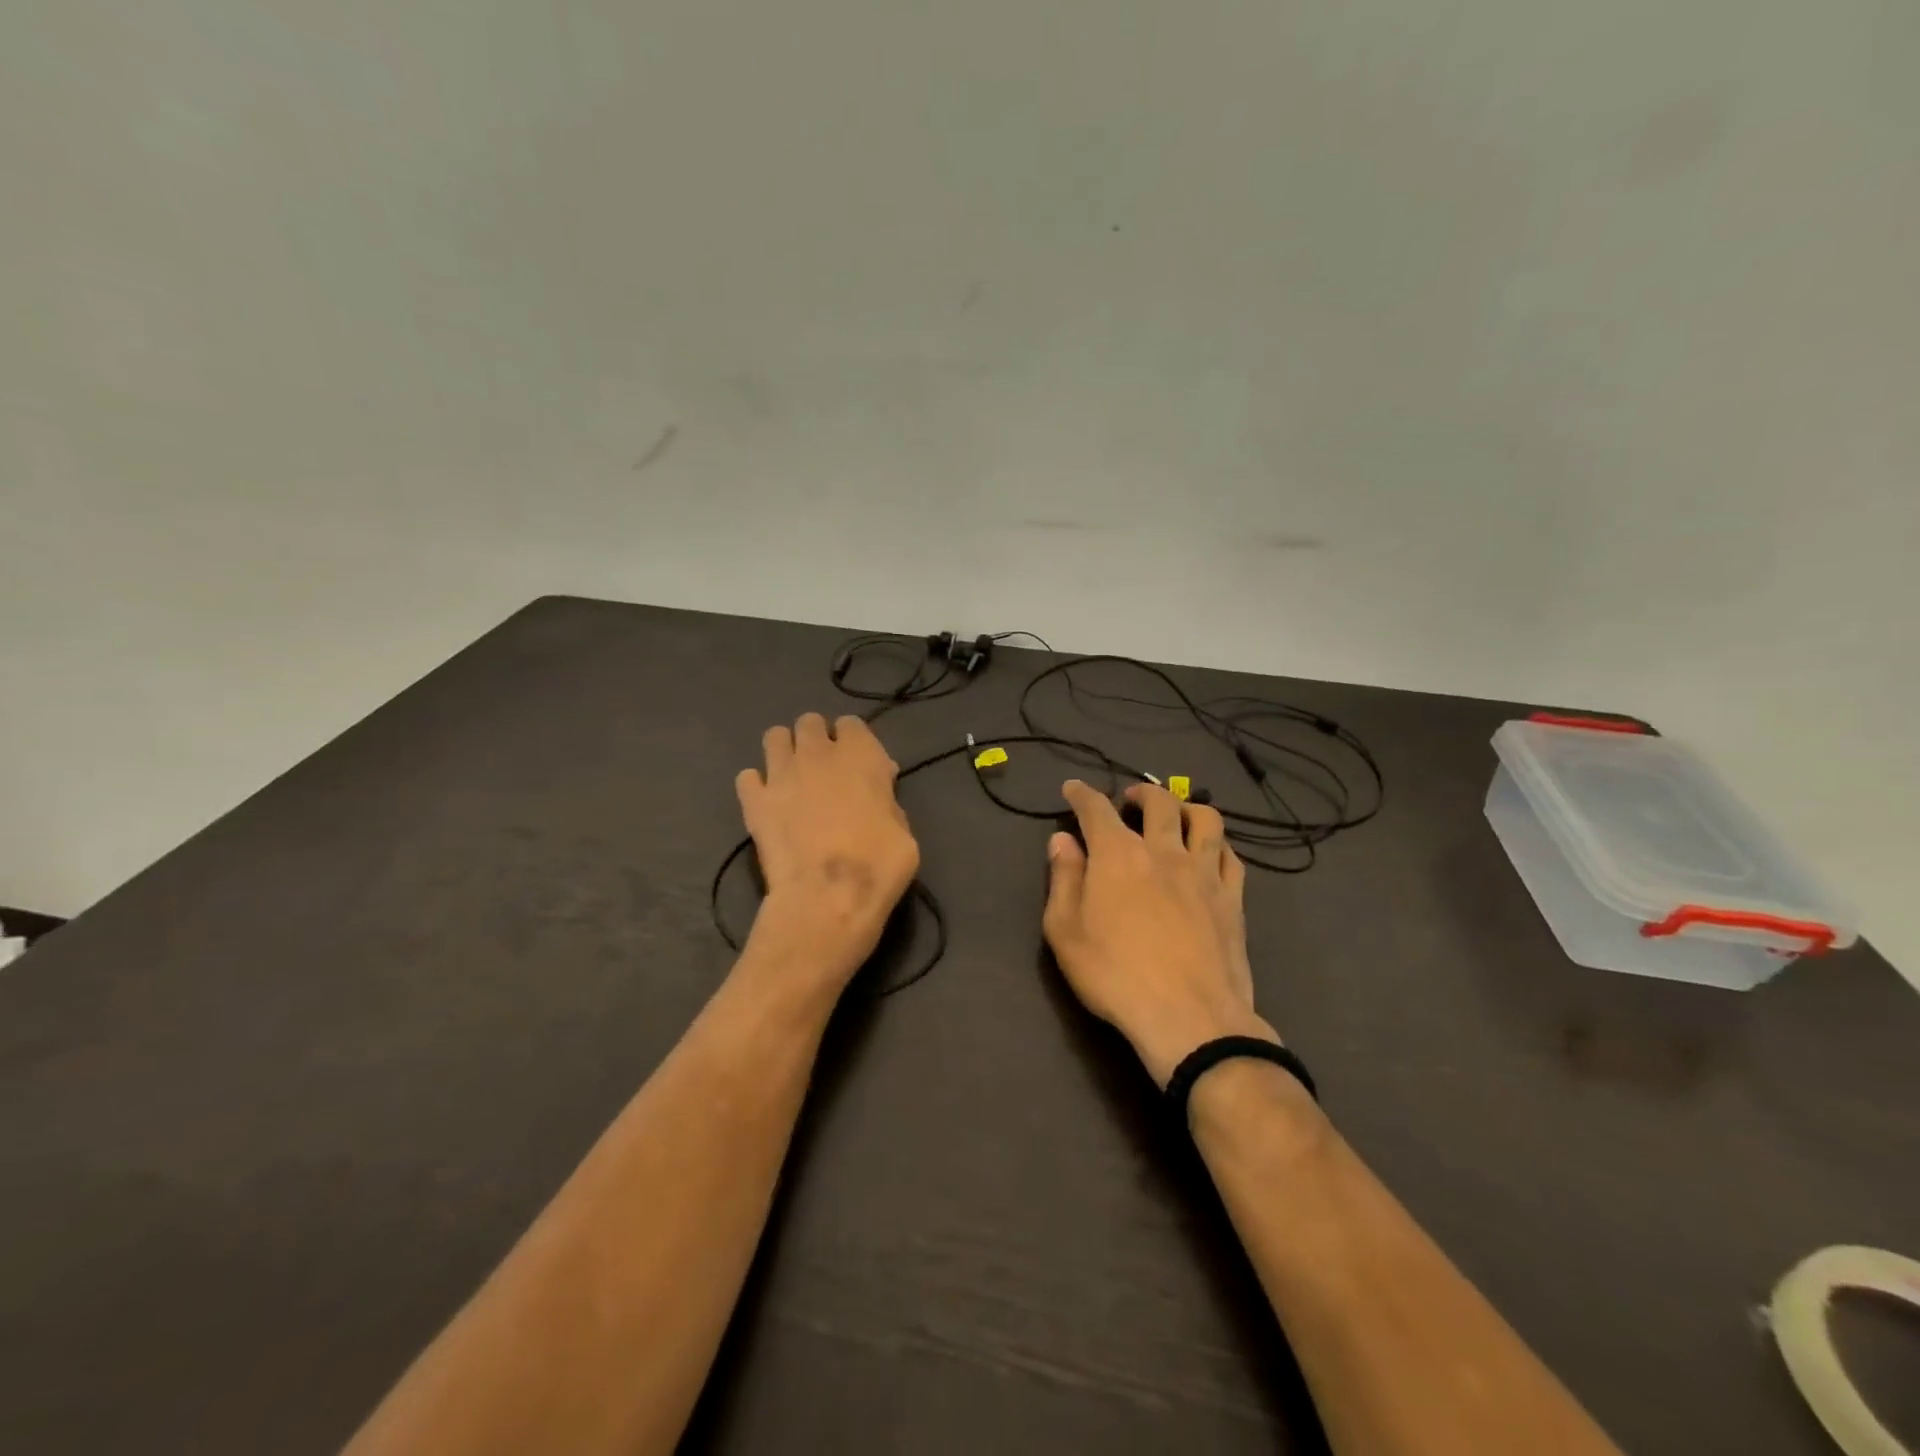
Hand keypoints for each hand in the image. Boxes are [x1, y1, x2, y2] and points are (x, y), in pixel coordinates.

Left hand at [735, 713, 919, 993]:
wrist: (827, 898)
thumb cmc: (878, 866)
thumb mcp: (904, 832)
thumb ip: (888, 801)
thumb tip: (878, 792)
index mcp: (861, 755)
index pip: (852, 724)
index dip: (854, 741)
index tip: (858, 764)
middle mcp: (818, 754)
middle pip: (810, 722)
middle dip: (816, 738)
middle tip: (823, 768)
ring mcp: (781, 774)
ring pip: (774, 737)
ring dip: (784, 751)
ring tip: (793, 777)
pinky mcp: (754, 801)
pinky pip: (747, 777)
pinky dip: (756, 786)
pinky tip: (767, 803)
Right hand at [1043, 780, 1278, 1086]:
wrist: (1189, 1018)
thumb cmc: (1115, 975)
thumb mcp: (1065, 931)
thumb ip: (1063, 879)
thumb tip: (1062, 840)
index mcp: (1118, 854)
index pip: (1096, 809)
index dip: (1081, 794)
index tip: (1072, 789)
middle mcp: (1163, 851)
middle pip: (1158, 803)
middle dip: (1140, 793)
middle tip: (1129, 800)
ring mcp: (1204, 873)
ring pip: (1205, 820)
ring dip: (1187, 807)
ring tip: (1176, 815)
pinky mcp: (1232, 899)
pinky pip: (1231, 856)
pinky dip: (1217, 844)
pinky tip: (1210, 853)